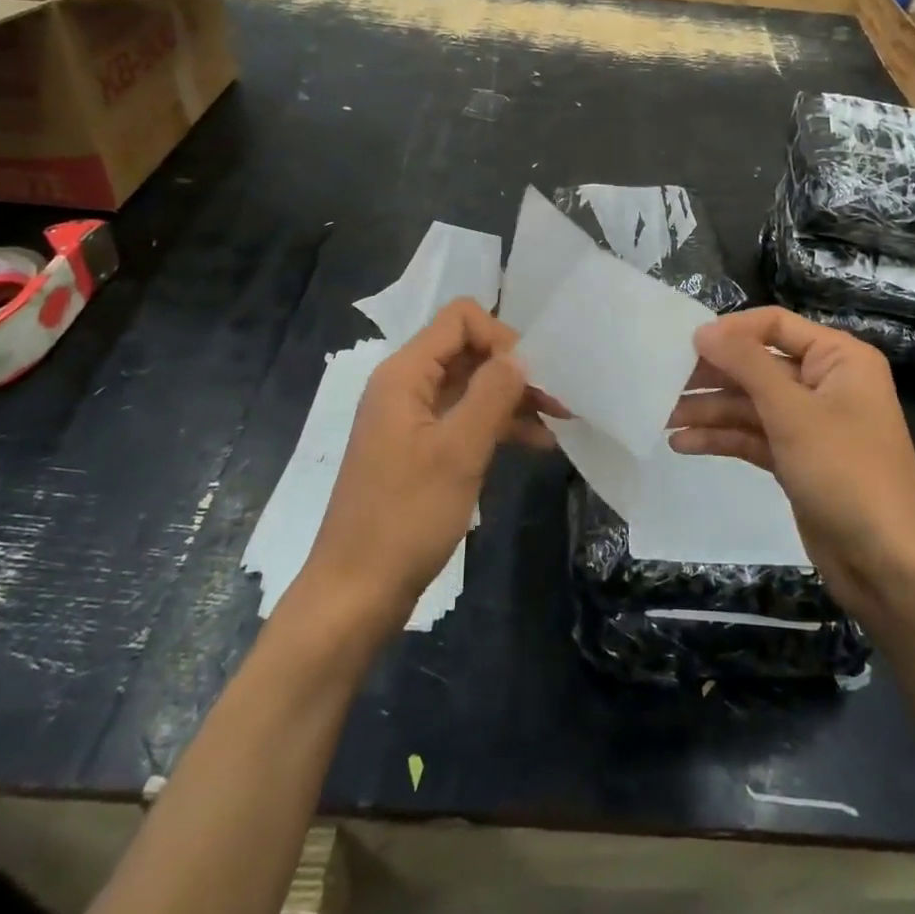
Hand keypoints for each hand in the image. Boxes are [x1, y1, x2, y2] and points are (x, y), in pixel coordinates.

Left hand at [303, 298, 559, 626]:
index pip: (459, 319)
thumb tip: (520, 356)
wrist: (356, 594)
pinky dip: (497, 425)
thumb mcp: (459, 451)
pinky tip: (536, 444)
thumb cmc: (406, 517)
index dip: (500, 336)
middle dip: (513, 368)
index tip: (530, 376)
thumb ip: (492, 393)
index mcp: (405, 374)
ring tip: (558, 421)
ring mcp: (412, 419)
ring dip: (512, 398)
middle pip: (468, 350)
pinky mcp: (419, 449)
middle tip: (557, 398)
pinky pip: (464, 419)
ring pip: (470, 386)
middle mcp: (405, 386)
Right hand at [672, 308, 914, 619]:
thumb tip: (703, 330)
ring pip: (751, 403)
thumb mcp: (792, 411)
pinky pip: (754, 436)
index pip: (775, 325)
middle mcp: (825, 383)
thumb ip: (746, 364)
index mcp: (838, 358)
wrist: (889, 566)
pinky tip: (682, 444)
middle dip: (713, 375)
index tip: (686, 345)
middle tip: (663, 382)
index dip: (731, 331)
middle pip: (758, 365)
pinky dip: (722, 438)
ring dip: (710, 410)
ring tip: (662, 417)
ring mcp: (810, 424)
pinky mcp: (797, 459)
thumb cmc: (846, 472)